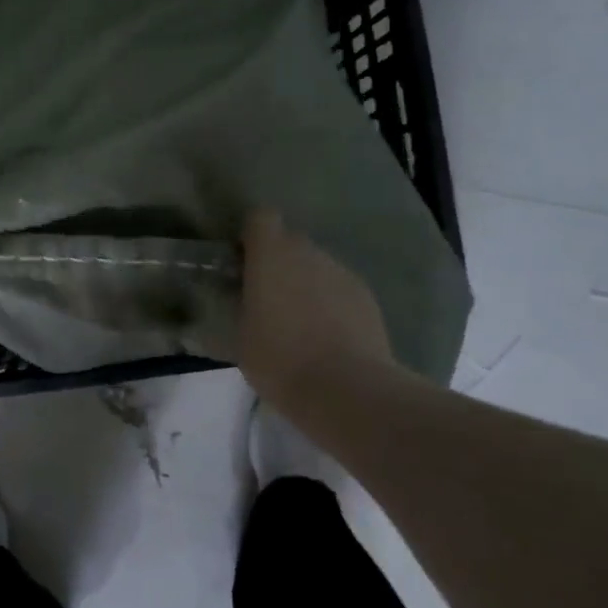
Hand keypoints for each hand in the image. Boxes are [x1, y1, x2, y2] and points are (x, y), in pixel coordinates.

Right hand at [239, 208, 395, 413]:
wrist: (346, 389)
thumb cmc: (279, 359)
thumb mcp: (240, 335)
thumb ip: (243, 305)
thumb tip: (247, 298)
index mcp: (270, 255)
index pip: (260, 218)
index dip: (251, 235)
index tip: (244, 262)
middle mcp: (308, 253)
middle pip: (290, 241)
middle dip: (278, 261)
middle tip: (268, 298)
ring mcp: (341, 272)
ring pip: (317, 265)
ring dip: (306, 283)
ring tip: (300, 323)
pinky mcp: (366, 296)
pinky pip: (339, 288)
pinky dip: (330, 302)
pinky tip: (327, 336)